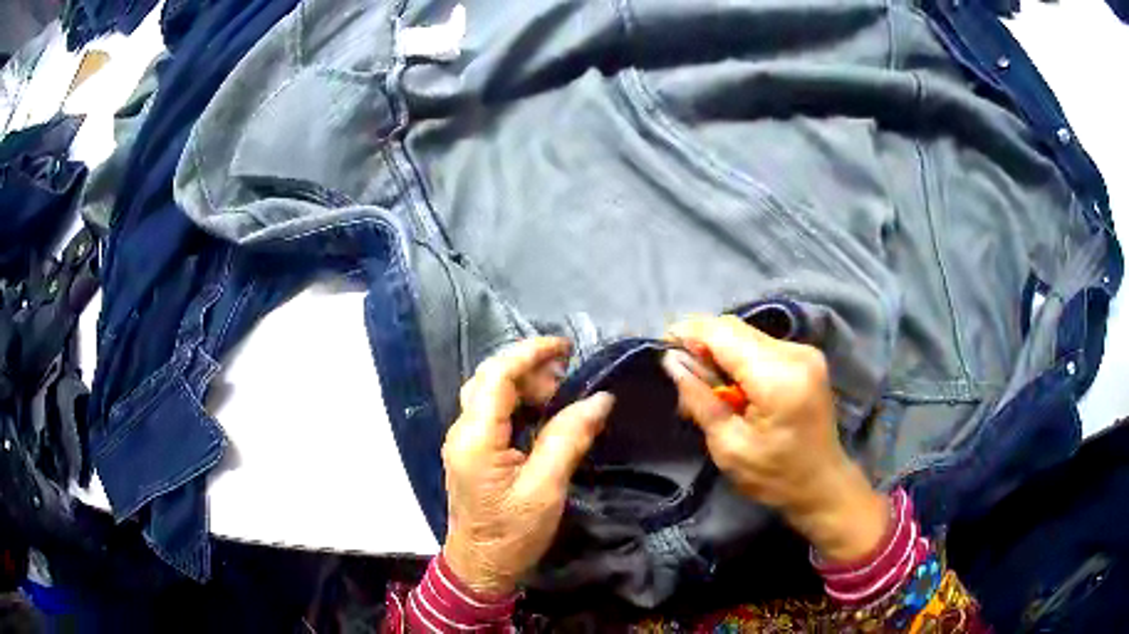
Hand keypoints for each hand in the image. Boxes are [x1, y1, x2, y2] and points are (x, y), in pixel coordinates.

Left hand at [442, 337, 614, 595]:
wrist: (481, 568)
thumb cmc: (512, 534)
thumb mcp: (546, 488)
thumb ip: (569, 438)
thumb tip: (600, 399)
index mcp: (475, 438)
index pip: (496, 376)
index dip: (529, 353)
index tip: (565, 347)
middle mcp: (462, 432)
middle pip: (490, 380)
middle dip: (529, 370)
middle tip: (569, 380)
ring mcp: (463, 442)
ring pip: (489, 394)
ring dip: (524, 386)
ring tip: (561, 394)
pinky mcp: (471, 452)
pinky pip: (492, 414)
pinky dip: (518, 404)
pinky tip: (543, 413)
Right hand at [662, 316, 887, 562]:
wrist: (823, 483)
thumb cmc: (775, 476)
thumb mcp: (728, 447)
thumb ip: (700, 400)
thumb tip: (672, 362)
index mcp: (779, 378)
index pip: (725, 334)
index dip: (690, 332)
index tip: (663, 346)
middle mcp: (795, 354)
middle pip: (735, 328)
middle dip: (702, 344)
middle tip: (682, 376)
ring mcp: (804, 352)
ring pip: (746, 334)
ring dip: (719, 352)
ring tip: (705, 386)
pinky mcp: (805, 356)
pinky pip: (760, 344)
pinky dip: (738, 358)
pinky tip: (731, 385)